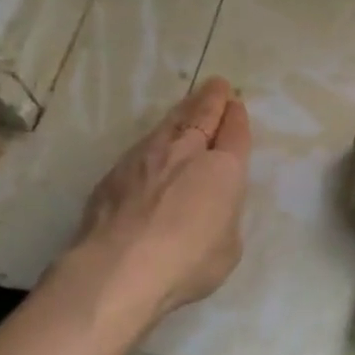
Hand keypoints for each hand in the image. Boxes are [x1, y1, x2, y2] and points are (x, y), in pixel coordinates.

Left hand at [64, 77, 252, 319]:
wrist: (119, 268)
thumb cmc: (187, 262)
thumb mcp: (228, 247)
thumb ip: (224, 217)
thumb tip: (212, 207)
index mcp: (224, 169)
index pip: (235, 132)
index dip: (237, 117)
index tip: (236, 105)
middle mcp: (187, 152)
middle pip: (203, 114)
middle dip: (213, 99)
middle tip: (218, 85)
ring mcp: (147, 157)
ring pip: (171, 122)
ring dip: (184, 109)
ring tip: (191, 101)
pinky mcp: (116, 171)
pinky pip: (144, 144)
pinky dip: (157, 136)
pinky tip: (156, 141)